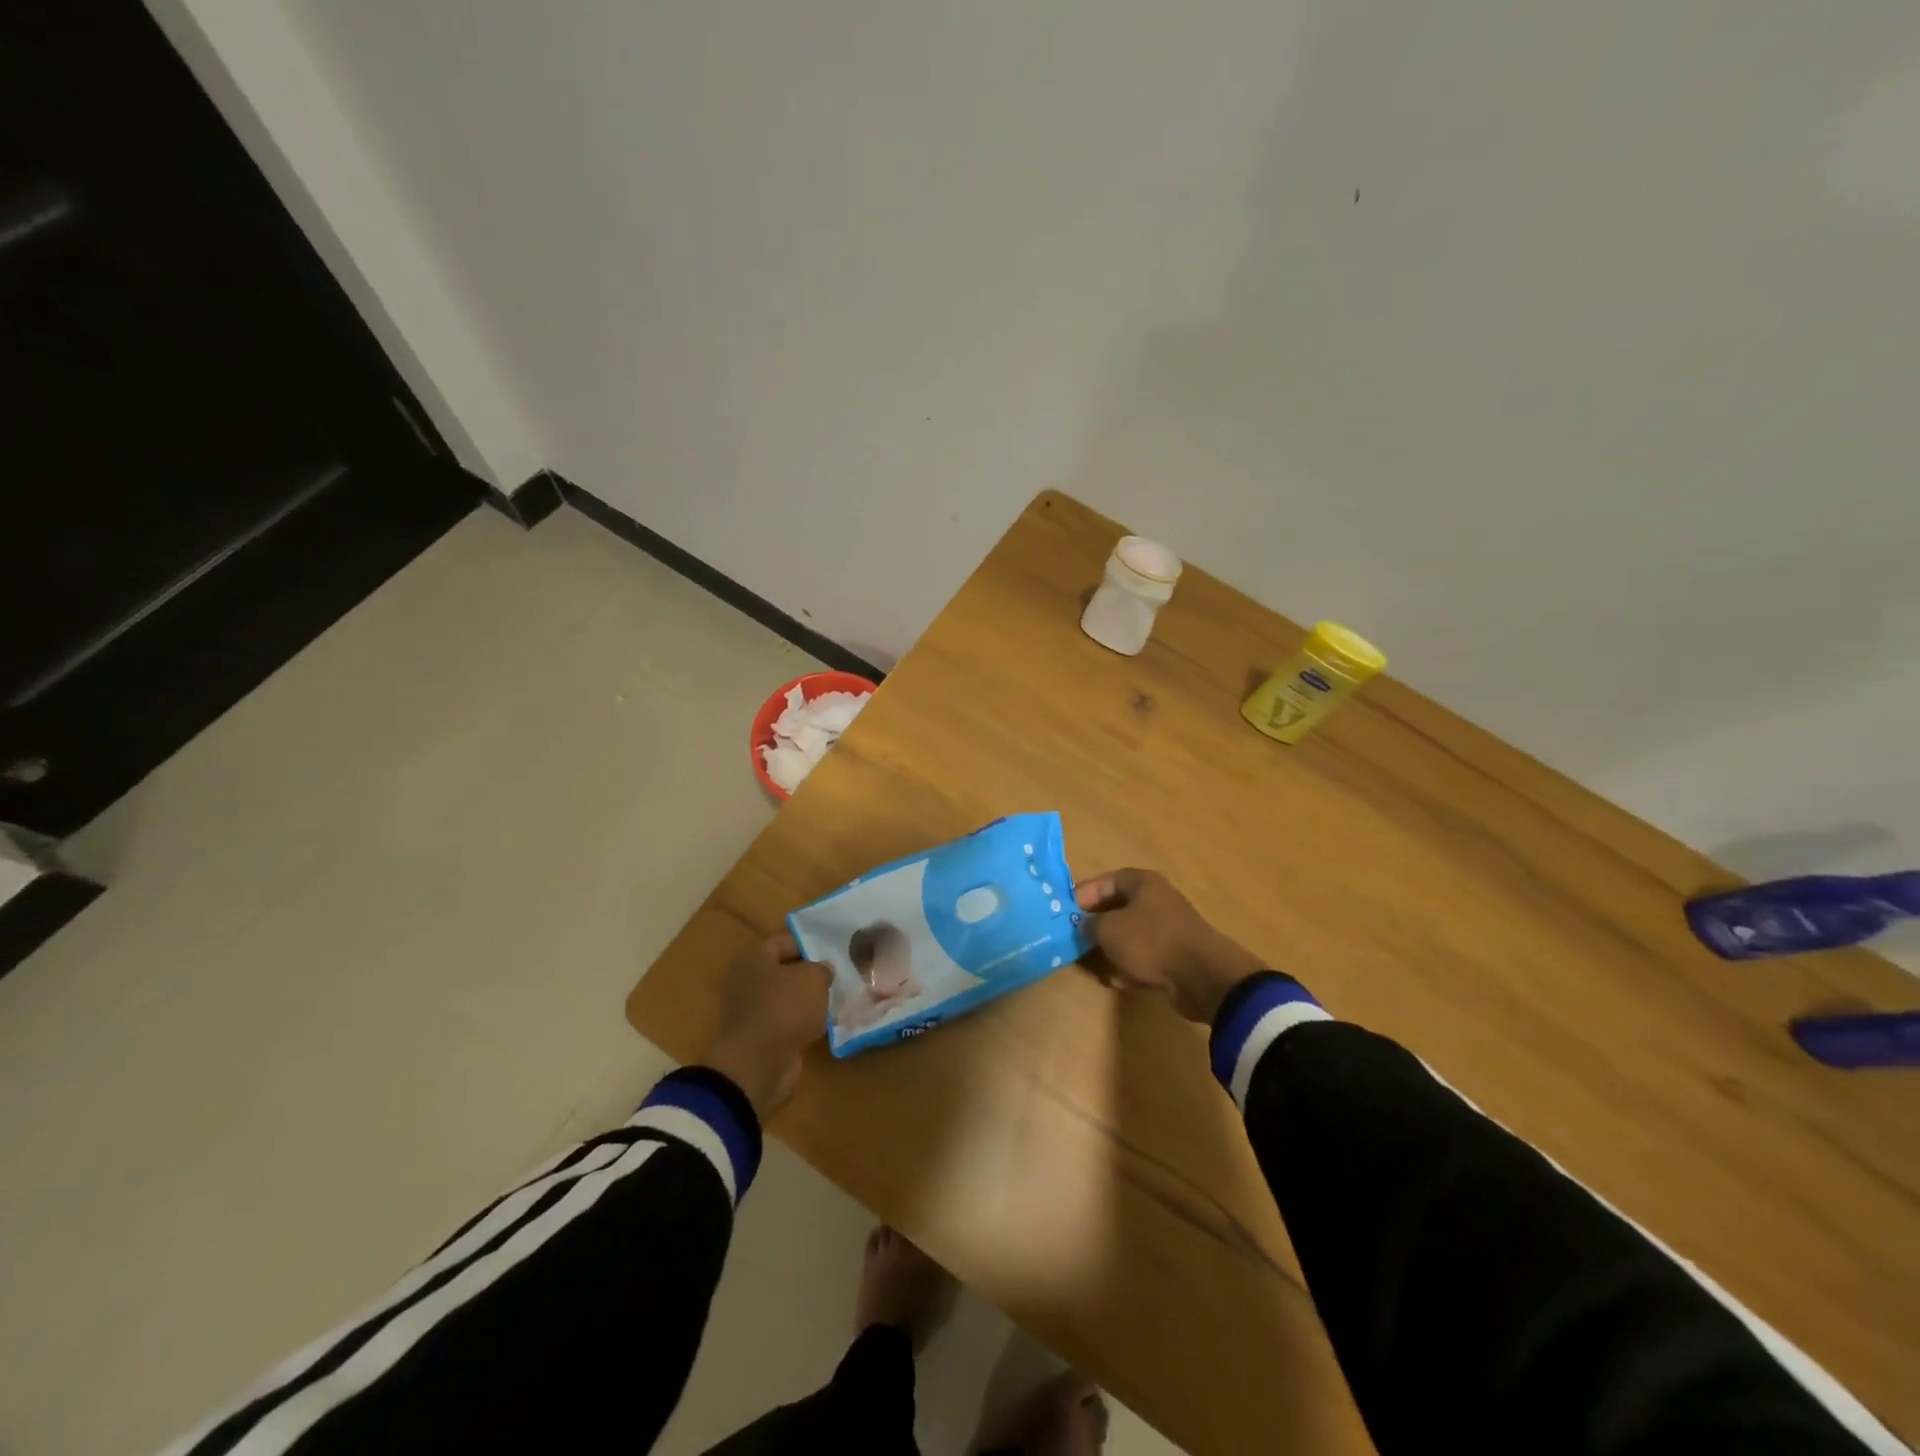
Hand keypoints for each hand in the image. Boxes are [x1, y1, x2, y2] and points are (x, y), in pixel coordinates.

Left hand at [701, 933, 832, 1116]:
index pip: (785, 941)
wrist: (758, 1064)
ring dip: (806, 1000)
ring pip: (785, 997)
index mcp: (754, 957)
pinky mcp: (759, 1036)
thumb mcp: (813, 979)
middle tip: (837, 976)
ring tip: (834, 999)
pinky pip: (785, 1021)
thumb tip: (822, 970)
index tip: (833, 953)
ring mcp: (751, 1010)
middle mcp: (747, 980)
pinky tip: (823, 1023)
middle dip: (809, 974)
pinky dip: (801, 1022)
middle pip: (784, 970)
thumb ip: (821, 969)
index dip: (810, 944)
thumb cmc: (785, 1008)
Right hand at [1074, 868, 1264, 1023]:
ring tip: (1094, 963)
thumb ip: (1089, 924)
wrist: (1201, 977)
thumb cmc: (1150, 941)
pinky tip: (1117, 980)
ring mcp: (1167, 929)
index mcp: (1143, 883)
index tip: (1066, 912)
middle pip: (1118, 908)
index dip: (1084, 894)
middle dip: (1096, 925)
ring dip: (1112, 949)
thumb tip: (1084, 924)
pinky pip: (1144, 957)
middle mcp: (1156, 900)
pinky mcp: (1174, 956)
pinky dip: (1130, 967)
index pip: (1106, 880)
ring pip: (1130, 935)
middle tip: (1076, 939)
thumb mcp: (1109, 929)